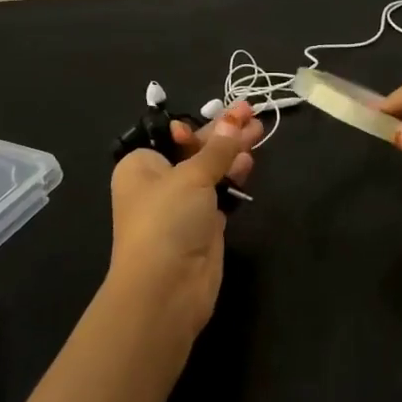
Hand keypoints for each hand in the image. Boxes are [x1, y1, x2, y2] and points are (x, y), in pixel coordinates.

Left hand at [107, 101, 261, 333]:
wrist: (166, 288)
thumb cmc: (167, 220)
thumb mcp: (191, 175)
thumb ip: (218, 148)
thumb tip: (235, 118)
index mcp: (141, 165)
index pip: (171, 135)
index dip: (199, 124)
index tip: (227, 113)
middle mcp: (158, 183)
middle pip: (194, 150)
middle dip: (224, 134)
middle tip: (253, 114)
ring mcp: (182, 206)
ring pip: (210, 171)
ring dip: (232, 153)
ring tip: (260, 132)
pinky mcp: (203, 226)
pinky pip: (220, 194)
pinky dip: (234, 178)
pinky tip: (249, 163)